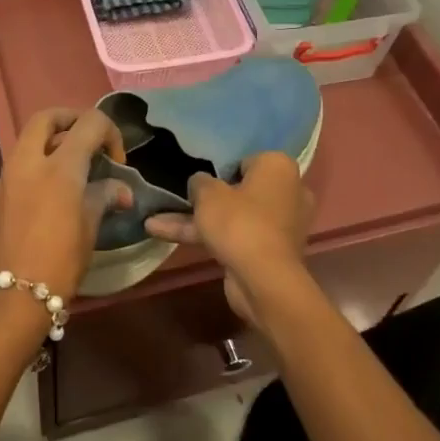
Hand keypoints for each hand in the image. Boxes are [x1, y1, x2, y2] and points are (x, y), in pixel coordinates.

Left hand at [0, 108, 130, 302]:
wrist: (10, 299)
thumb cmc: (59, 262)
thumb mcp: (89, 228)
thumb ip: (104, 197)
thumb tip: (120, 190)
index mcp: (59, 166)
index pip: (89, 124)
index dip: (110, 133)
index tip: (116, 161)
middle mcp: (28, 162)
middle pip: (47, 118)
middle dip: (71, 120)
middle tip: (88, 141)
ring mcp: (6, 177)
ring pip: (27, 140)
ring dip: (51, 142)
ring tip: (72, 169)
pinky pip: (17, 167)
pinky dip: (36, 166)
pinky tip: (49, 195)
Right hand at [144, 152, 314, 325]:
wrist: (263, 280)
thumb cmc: (239, 222)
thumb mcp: (208, 194)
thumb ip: (199, 182)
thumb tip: (200, 182)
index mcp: (278, 167)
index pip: (244, 160)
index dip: (219, 169)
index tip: (198, 178)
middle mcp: (286, 192)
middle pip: (239, 189)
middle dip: (205, 198)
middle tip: (178, 197)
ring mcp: (279, 224)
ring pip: (233, 216)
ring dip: (197, 220)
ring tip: (154, 222)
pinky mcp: (269, 251)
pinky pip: (235, 236)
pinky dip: (207, 237)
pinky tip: (166, 237)